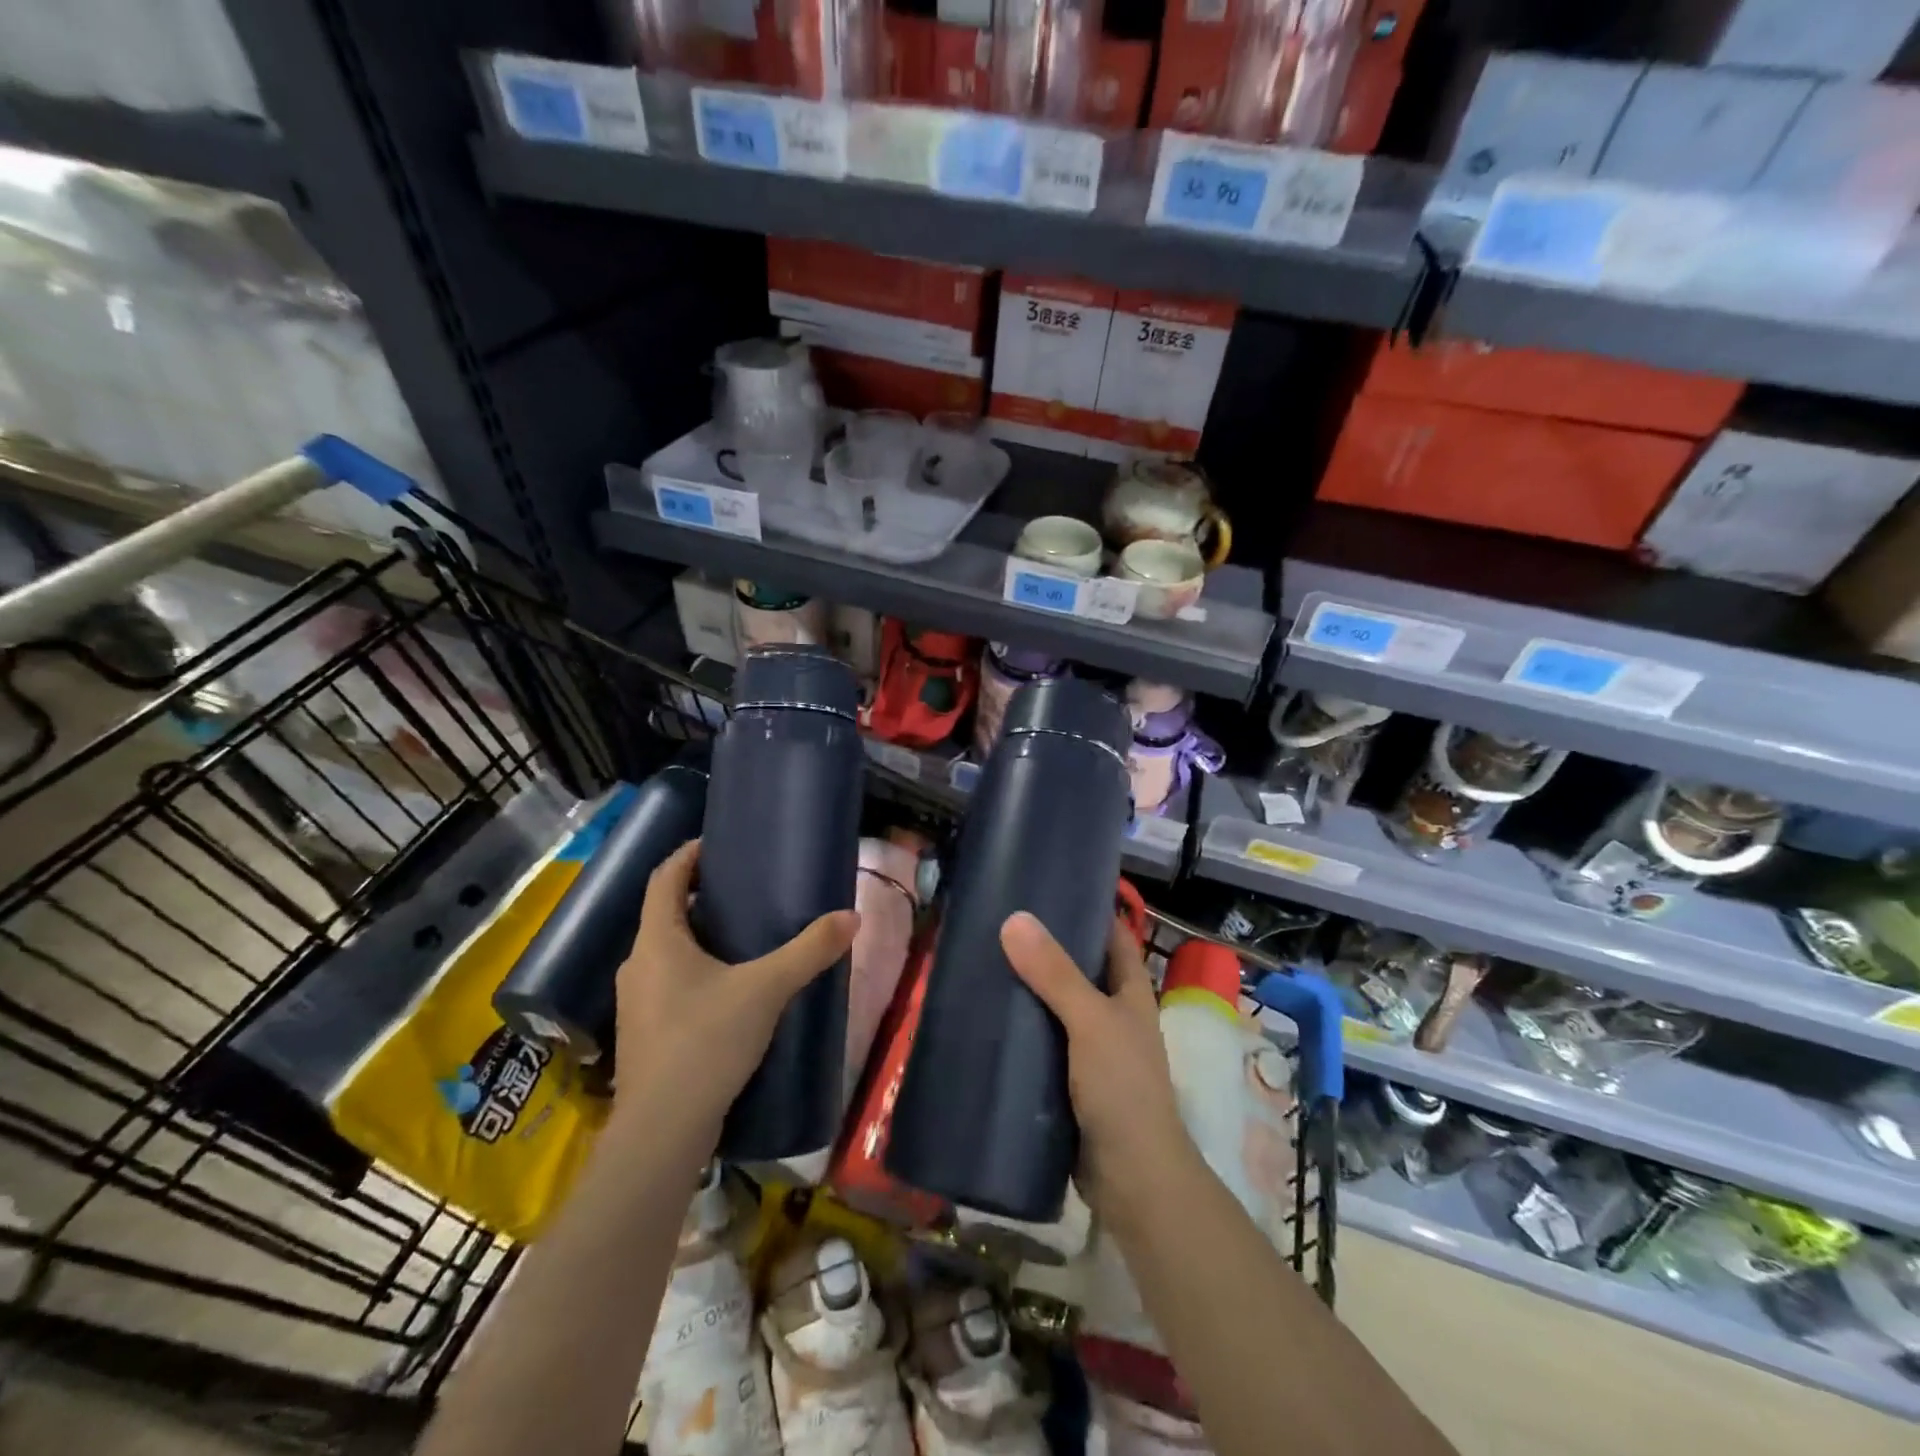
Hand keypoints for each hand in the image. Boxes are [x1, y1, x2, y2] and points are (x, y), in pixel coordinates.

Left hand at [612, 840, 858, 1147]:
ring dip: (698, 937)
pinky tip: (730, 989)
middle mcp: (638, 965)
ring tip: (742, 936)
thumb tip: (851, 917)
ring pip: (667, 952)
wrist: (663, 1131)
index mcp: (657, 941)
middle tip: (743, 890)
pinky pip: (670, 984)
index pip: (664, 879)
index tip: (716, 844)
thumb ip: (809, 950)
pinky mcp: (646, 1034)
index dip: (687, 856)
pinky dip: (696, 971)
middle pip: (665, 915)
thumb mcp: (766, 989)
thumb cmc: (705, 1041)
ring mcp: (637, 1003)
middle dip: (699, 897)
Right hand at [999, 911, 1195, 1218]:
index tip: (1045, 888)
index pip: (1111, 936)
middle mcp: (1114, 1015)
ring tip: (984, 964)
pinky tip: (988, 1020)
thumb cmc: (1122, 1088)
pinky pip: (1042, 1043)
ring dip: (1028, 990)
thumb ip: (1055, 973)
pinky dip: (1021, 1030)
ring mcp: (1092, 1050)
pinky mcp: (1070, 1081)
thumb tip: (1015, 919)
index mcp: (1131, 992)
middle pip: (1079, 969)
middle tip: (998, 923)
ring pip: (1057, 1007)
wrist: (1131, 1179)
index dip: (1087, 909)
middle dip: (1045, 949)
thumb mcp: (1090, 1021)